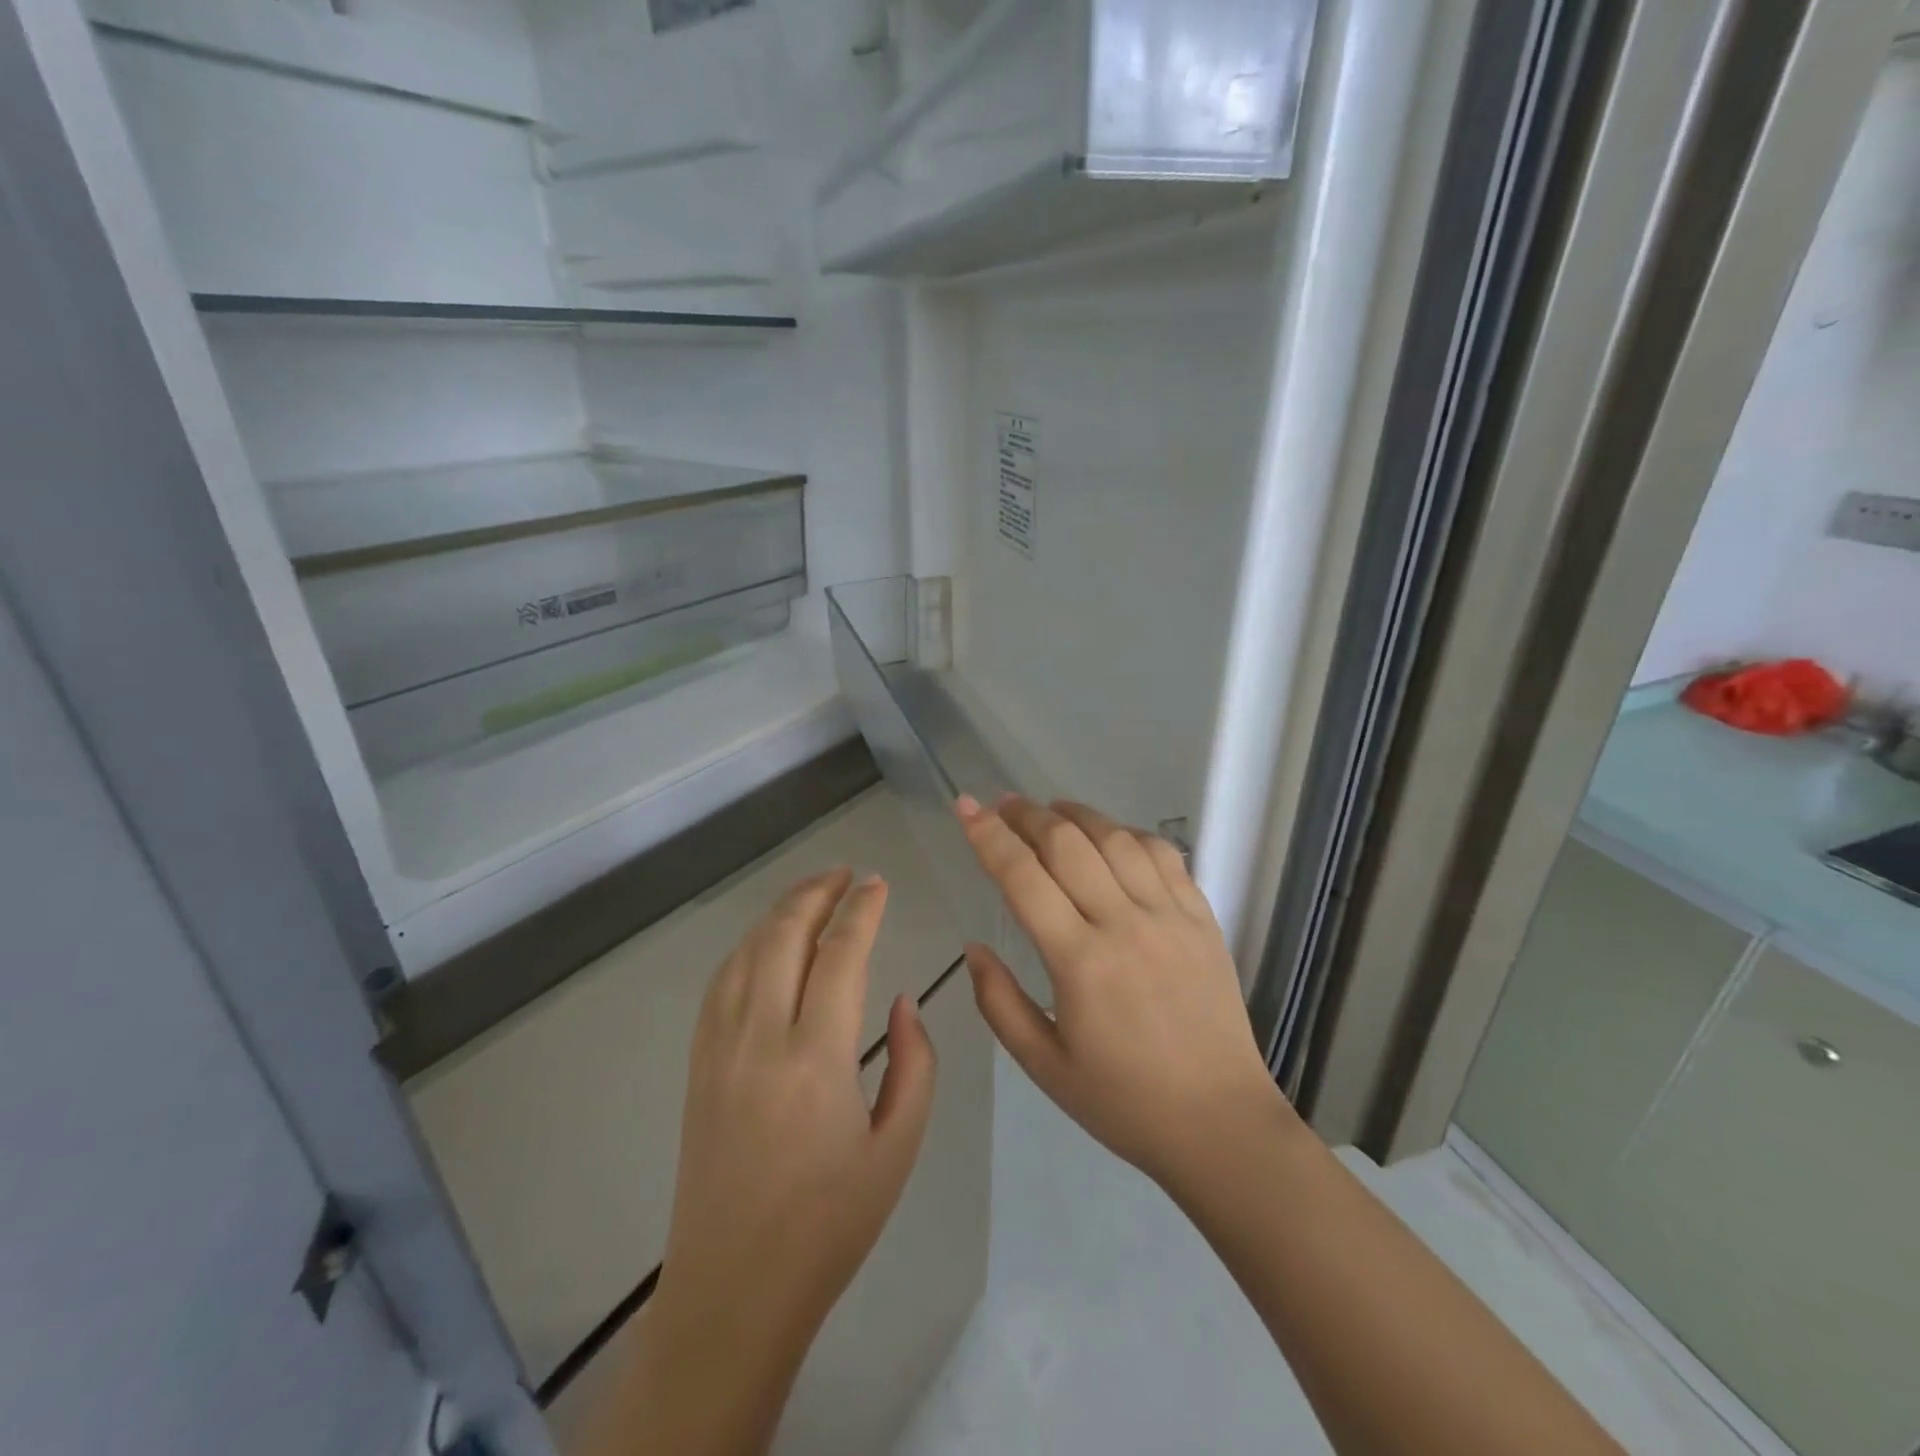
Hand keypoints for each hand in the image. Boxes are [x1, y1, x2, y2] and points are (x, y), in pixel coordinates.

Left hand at [656, 868, 937, 1358]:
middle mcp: (761, 1037)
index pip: (841, 954)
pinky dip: (748, 946)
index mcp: (816, 1058)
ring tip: (813, 894)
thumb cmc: (829, 1224)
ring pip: (748, 951)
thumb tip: (902, 1001)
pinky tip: (767, 942)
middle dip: (818, 892)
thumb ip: (915, 1064)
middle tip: (847, 874)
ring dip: (782, 912)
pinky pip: (721, 982)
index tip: (880, 884)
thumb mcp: (898, 1148)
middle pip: (785, 935)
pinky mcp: (698, 1064)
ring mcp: (720, 1048)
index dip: (863, 910)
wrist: (734, 1288)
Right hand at [955, 795, 1288, 1190]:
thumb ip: (998, 1002)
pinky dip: (1129, 833)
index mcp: (1080, 962)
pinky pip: (1163, 855)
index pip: (1023, 876)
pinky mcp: (1202, 918)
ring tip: (1050, 810)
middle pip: (1067, 843)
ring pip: (1116, 838)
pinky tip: (1111, 836)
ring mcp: (1169, 915)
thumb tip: (974, 947)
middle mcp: (1124, 923)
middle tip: (1002, 805)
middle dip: (1027, 814)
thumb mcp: (1043, 1064)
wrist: (1220, 1124)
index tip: (965, 807)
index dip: (988, 835)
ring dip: (1076, 814)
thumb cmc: (1123, 1101)